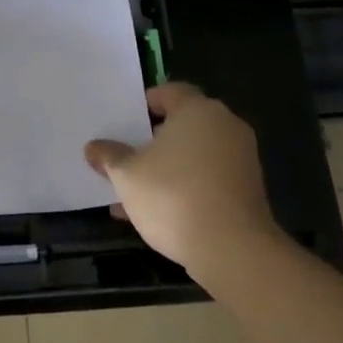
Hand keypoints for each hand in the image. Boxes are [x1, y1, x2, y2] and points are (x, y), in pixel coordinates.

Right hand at [85, 82, 275, 276]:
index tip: (123, 126)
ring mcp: (241, 158)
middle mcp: (225, 125)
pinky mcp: (249, 189)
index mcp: (197, 109)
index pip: (168, 92)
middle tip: (126, 157)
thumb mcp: (127, 176)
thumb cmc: (173, 197)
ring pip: (195, 154)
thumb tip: (93, 148)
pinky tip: (160, 213)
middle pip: (182, 124)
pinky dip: (187, 186)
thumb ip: (109, 157)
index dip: (143, 106)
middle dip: (152, 141)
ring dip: (168, 167)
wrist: (233, 251)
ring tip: (136, 193)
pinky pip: (209, 177)